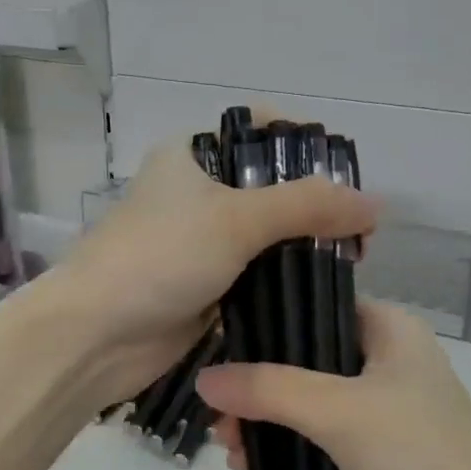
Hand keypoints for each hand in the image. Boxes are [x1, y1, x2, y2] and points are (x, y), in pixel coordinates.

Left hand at [57, 131, 375, 403]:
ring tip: (350, 261)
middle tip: (357, 232)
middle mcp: (198, 192)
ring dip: (305, 246)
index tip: (343, 179)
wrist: (95, 337)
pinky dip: (287, 278)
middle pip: (271, 186)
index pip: (261, 132)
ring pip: (269, 234)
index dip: (305, 148)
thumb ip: (307, 207)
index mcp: (193, 156)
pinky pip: (259, 273)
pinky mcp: (209, 284)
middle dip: (315, 206)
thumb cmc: (160, 258)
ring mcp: (203, 241)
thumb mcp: (235, 220)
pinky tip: (322, 287)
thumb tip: (374, 205)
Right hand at [196, 300, 470, 469]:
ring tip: (230, 452)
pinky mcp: (378, 452)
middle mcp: (385, 360)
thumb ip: (270, 389)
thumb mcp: (339, 411)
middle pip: (305, 360)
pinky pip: (321, 439)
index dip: (266, 326)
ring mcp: (383, 409)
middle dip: (258, 388)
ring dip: (268, 423)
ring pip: (309, 402)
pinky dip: (290, 449)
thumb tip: (205, 378)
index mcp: (388, 329)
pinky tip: (254, 469)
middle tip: (219, 419)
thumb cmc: (418, 455)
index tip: (219, 352)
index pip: (314, 307)